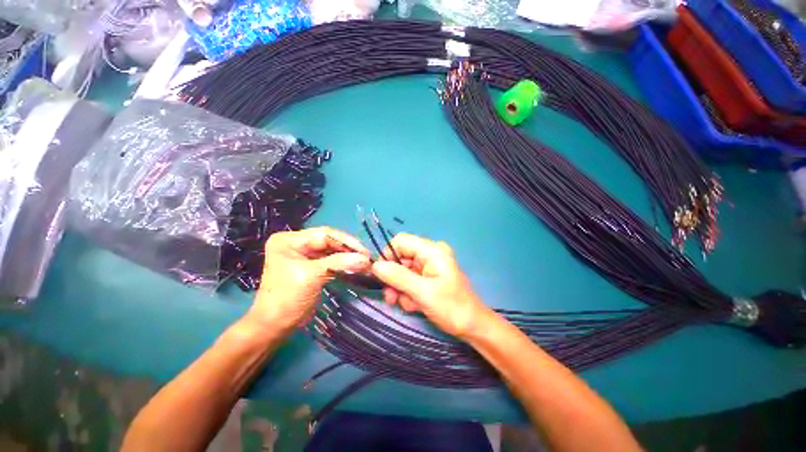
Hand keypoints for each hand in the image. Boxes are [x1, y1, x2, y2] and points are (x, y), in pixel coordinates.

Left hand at [247, 227, 370, 332]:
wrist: (274, 327)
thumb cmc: (287, 299)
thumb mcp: (312, 277)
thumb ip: (339, 263)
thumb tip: (366, 259)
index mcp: (289, 240)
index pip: (324, 234)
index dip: (346, 242)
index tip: (364, 252)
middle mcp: (297, 243)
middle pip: (329, 241)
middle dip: (349, 249)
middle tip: (368, 257)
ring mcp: (305, 254)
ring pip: (333, 250)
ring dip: (349, 256)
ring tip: (366, 262)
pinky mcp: (313, 265)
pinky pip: (332, 260)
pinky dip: (345, 263)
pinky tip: (357, 266)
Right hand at [371, 233, 490, 338]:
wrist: (472, 327)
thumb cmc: (451, 307)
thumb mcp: (422, 292)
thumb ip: (398, 277)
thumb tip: (375, 266)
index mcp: (432, 250)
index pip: (401, 241)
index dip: (388, 255)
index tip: (382, 276)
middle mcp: (430, 254)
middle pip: (400, 257)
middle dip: (394, 278)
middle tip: (392, 298)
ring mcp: (429, 265)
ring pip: (402, 271)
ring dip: (400, 289)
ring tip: (408, 304)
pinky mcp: (428, 277)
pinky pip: (409, 280)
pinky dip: (408, 293)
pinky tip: (415, 305)